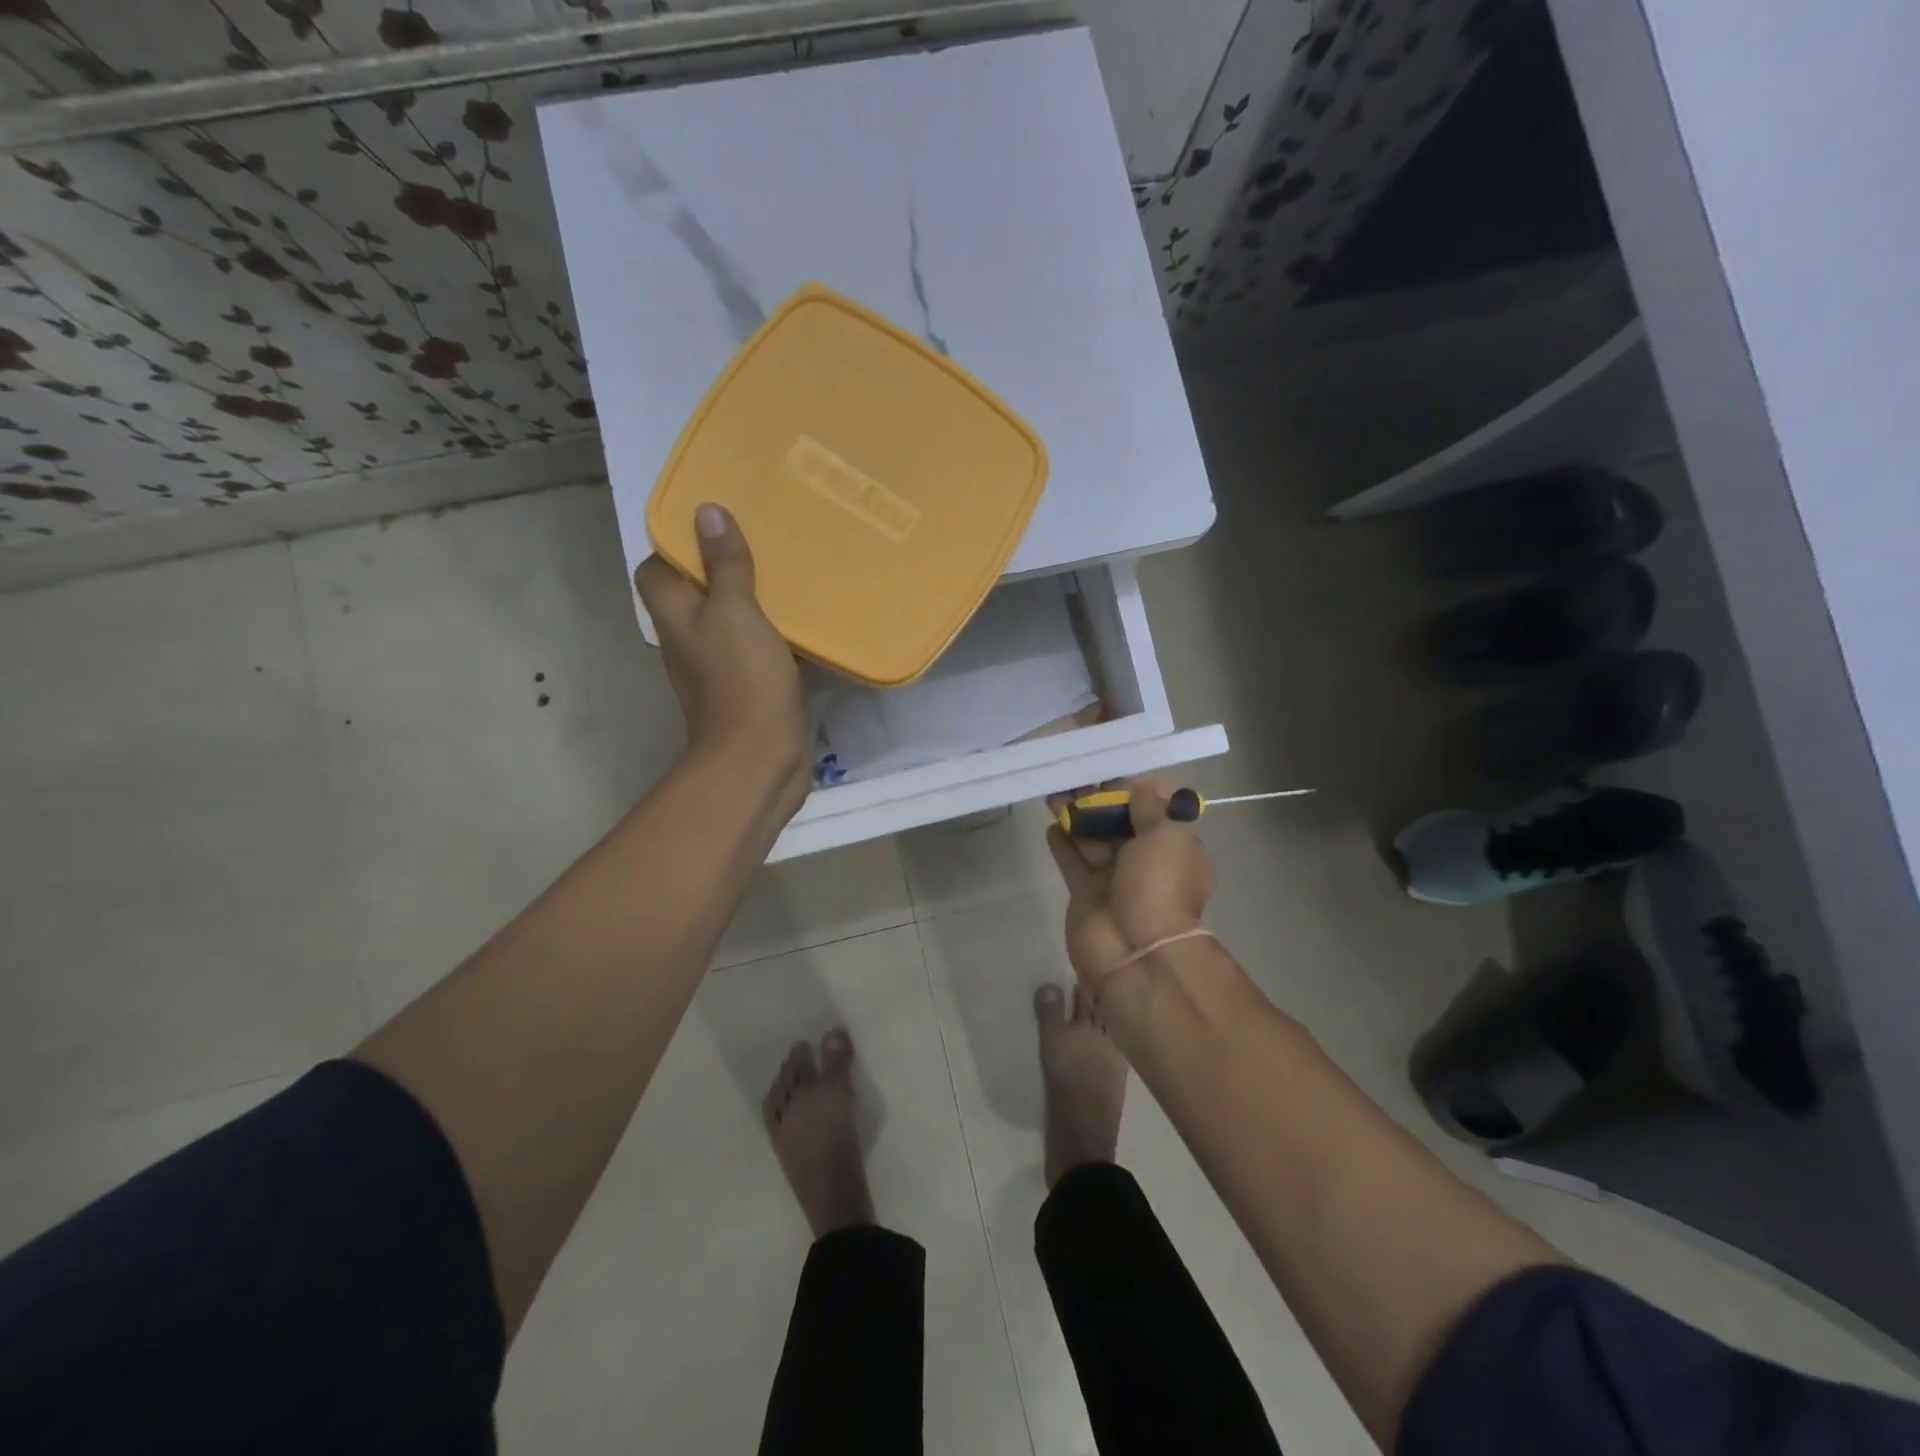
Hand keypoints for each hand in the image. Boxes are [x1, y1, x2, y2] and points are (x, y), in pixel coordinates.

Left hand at [635, 504, 808, 815]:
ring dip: (750, 598)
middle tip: (759, 539)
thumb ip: (724, 565)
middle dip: (720, 566)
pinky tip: (801, 619)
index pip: (656, 568)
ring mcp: (716, 666)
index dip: (676, 544)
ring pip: (728, 619)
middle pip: (694, 592)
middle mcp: (688, 638)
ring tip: (783, 570)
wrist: (758, 757)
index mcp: (675, 615)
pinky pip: (754, 647)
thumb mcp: (735, 611)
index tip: (712, 523)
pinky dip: (771, 631)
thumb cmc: (742, 679)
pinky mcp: (747, 686)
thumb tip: (706, 512)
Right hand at [1046, 778, 1215, 995]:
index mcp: (1175, 849)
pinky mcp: (1085, 893)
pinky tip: (1050, 824)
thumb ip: (1149, 808)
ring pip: (1092, 838)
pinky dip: (1062, 842)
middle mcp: (1146, 863)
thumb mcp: (1166, 836)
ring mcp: (1114, 879)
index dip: (1135, 791)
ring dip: (1076, 816)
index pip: (1155, 812)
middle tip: (1076, 778)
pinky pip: (1072, 861)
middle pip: (1120, 823)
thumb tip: (1138, 788)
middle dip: (1100, 800)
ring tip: (1055, 794)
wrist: (1134, 950)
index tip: (1113, 773)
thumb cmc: (1158, 886)